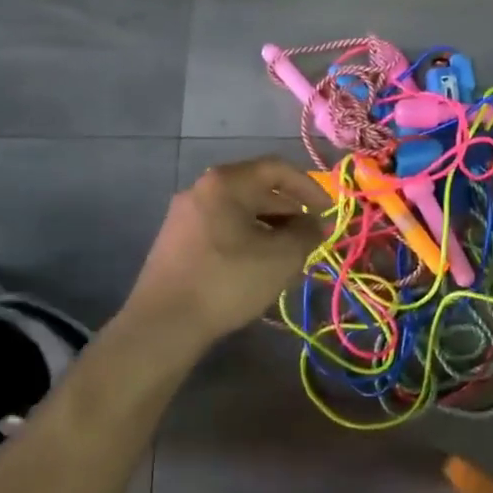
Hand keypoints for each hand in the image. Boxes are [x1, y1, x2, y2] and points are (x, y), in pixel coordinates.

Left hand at [125, 157, 327, 344]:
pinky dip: (248, 238)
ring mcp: (184, 215)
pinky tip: (259, 266)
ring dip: (270, 228)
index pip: (277, 169)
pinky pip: (222, 228)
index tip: (328, 211)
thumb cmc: (228, 281)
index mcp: (225, 183)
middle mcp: (201, 190)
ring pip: (239, 212)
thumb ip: (307, 233)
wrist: (164, 323)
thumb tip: (317, 223)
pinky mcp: (176, 241)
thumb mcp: (281, 258)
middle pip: (256, 189)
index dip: (309, 186)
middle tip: (312, 237)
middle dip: (290, 211)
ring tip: (290, 255)